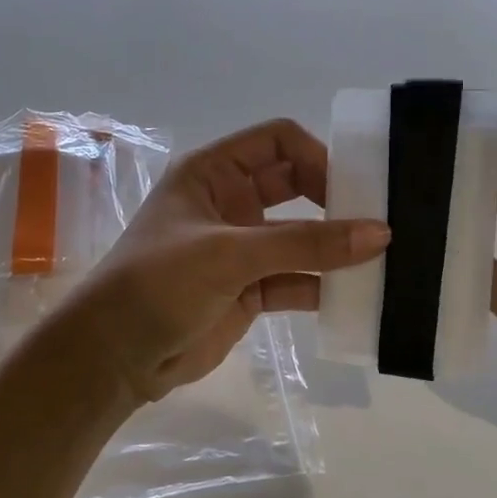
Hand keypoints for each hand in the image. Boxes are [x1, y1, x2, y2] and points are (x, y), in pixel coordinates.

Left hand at [63, 118, 389, 402]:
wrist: (115, 354)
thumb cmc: (159, 283)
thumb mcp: (230, 254)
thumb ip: (305, 244)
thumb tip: (380, 234)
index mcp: (213, 173)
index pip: (278, 142)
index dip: (317, 157)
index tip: (353, 189)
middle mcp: (231, 204)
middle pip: (297, 187)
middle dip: (336, 202)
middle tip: (379, 222)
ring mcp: (242, 249)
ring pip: (302, 240)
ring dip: (335, 250)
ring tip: (381, 262)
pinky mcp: (250, 291)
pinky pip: (297, 282)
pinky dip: (323, 288)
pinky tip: (355, 299)